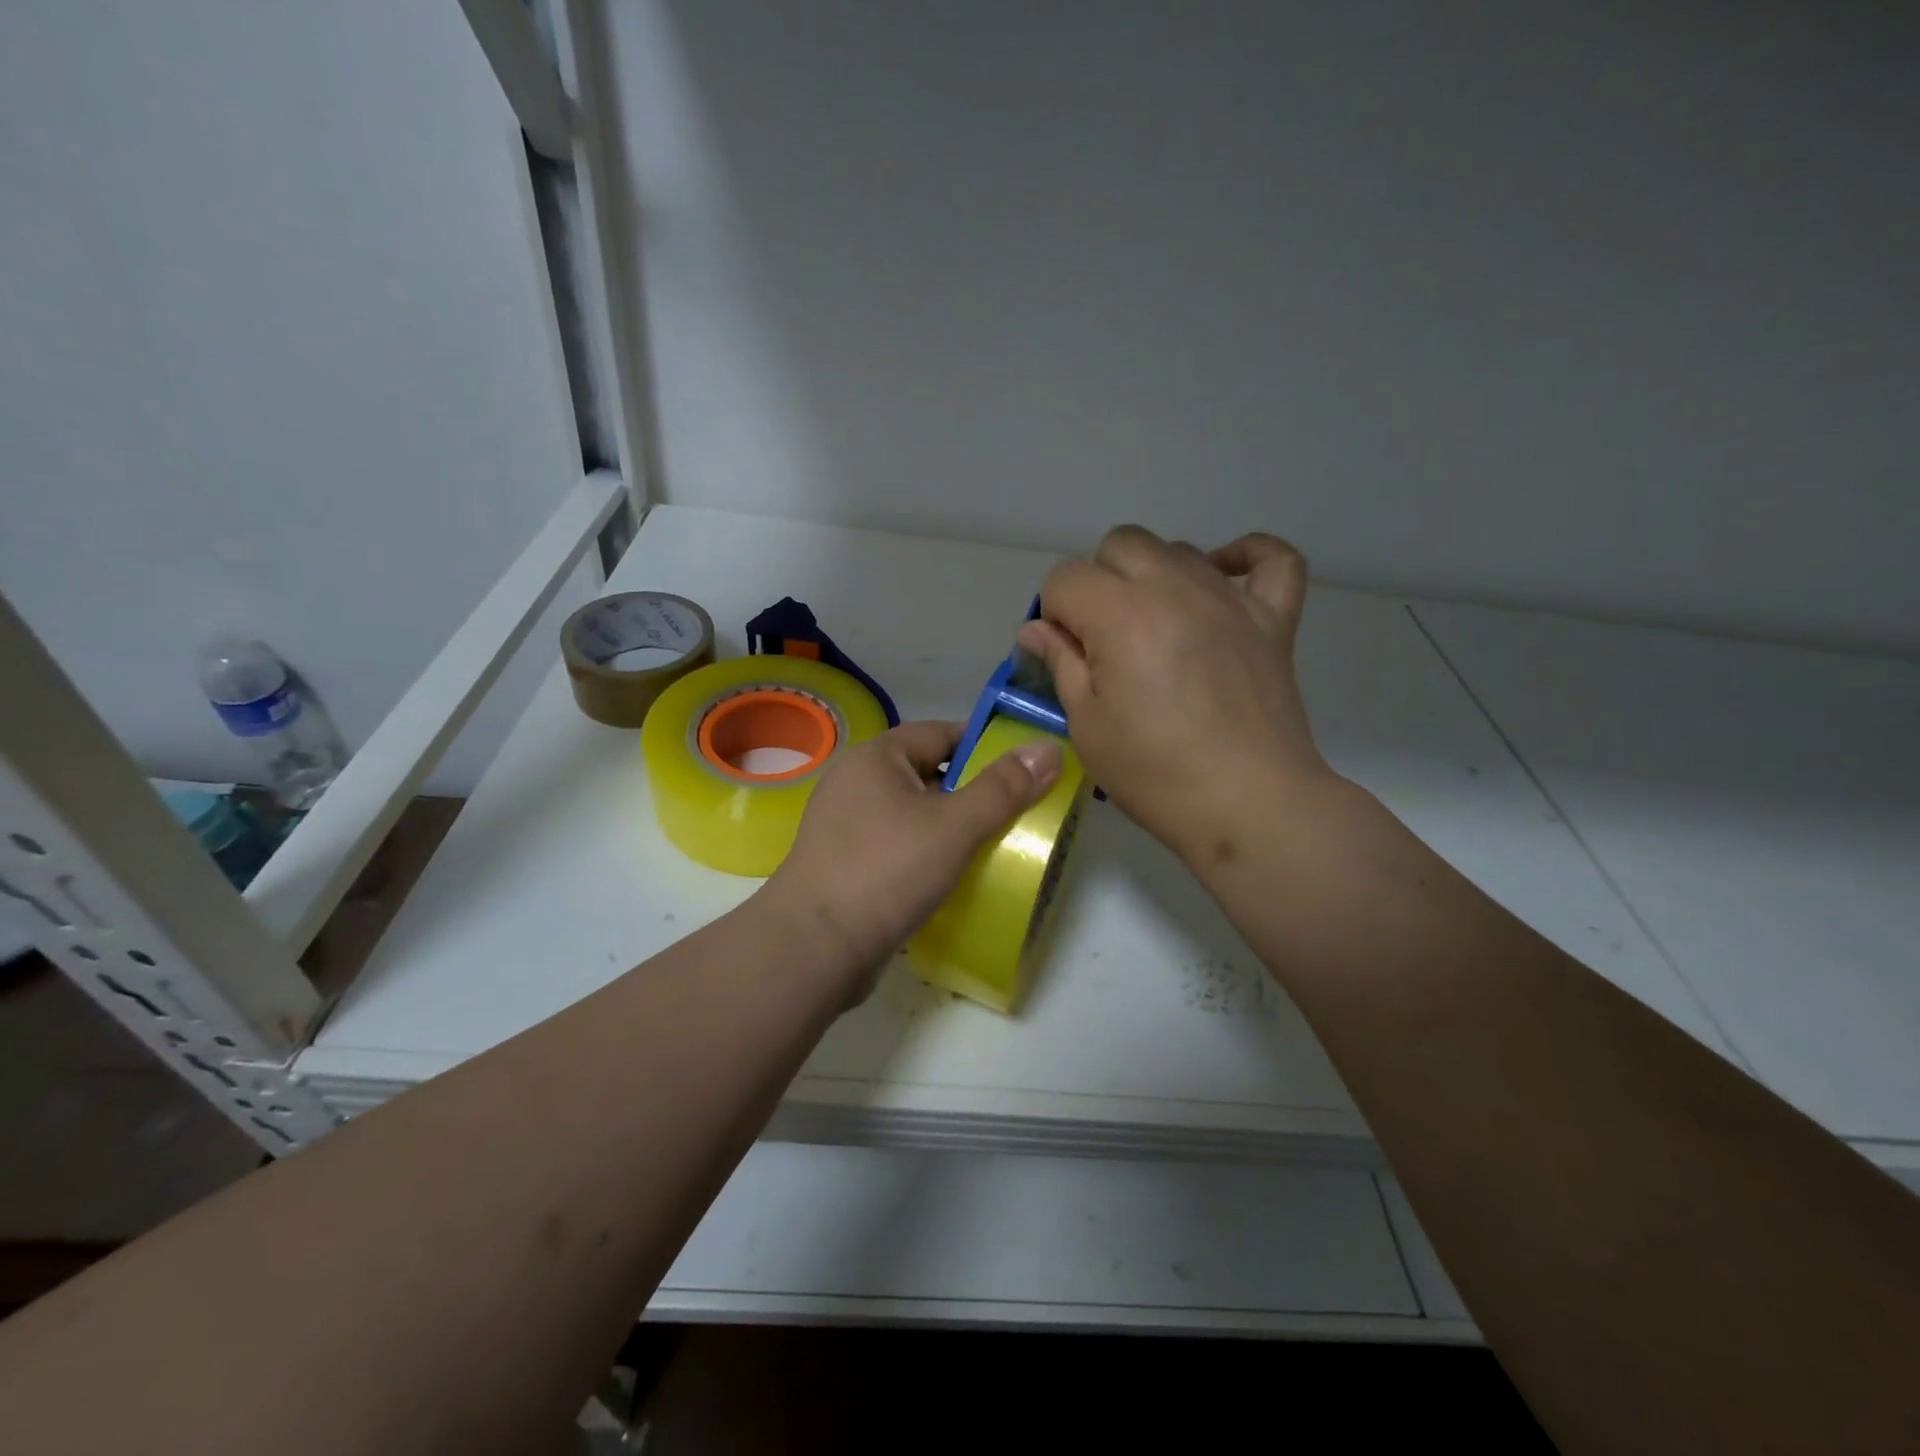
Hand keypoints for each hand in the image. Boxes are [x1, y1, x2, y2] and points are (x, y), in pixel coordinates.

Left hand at [759, 720, 1061, 996]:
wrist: (815, 947)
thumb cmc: (887, 871)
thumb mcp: (955, 826)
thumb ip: (1004, 787)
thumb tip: (1049, 747)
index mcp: (876, 758)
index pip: (941, 733)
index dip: (985, 746)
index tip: (1024, 769)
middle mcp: (857, 782)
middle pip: (929, 774)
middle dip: (973, 792)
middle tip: (1018, 812)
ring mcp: (847, 825)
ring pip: (915, 814)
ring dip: (952, 827)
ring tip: (996, 845)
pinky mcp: (846, 864)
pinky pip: (899, 845)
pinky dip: (927, 853)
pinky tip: (954, 876)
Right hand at [1016, 524, 1338, 865]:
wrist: (1248, 805)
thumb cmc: (1154, 773)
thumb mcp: (1087, 725)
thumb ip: (1060, 663)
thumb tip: (1035, 628)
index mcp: (1121, 614)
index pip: (1066, 577)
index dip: (1054, 613)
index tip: (1065, 654)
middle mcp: (1174, 588)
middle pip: (1119, 545)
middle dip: (1098, 583)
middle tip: (1103, 639)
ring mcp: (1230, 599)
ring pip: (1178, 550)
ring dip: (1152, 576)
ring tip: (1153, 628)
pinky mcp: (1273, 618)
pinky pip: (1271, 558)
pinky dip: (1246, 556)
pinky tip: (1223, 575)